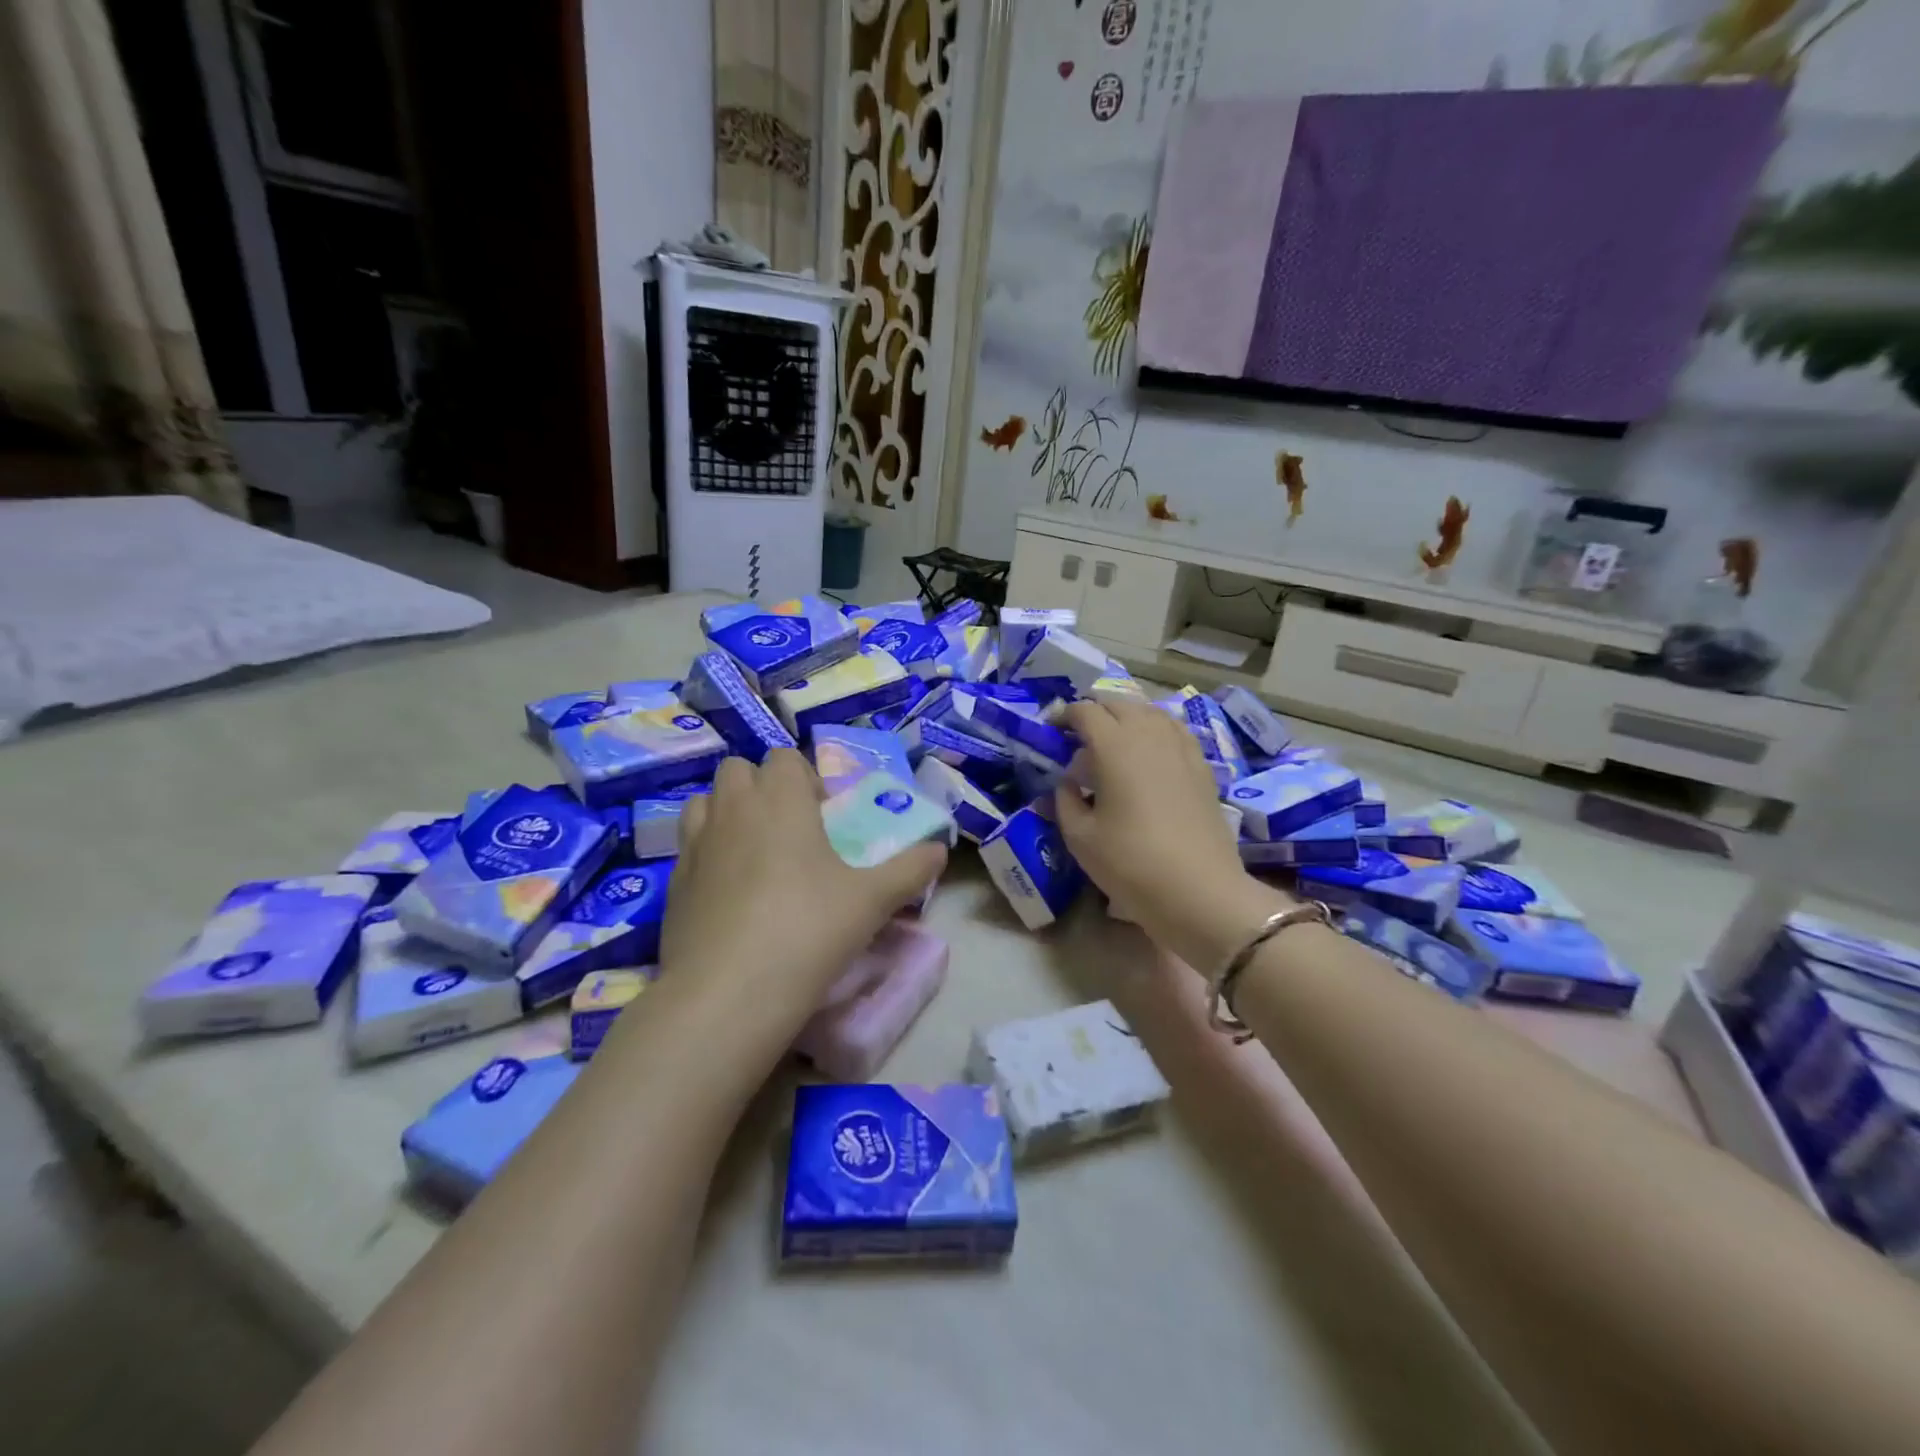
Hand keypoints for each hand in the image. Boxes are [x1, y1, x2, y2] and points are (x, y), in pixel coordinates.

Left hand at [661, 750, 946, 1030]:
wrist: (728, 993)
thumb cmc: (808, 929)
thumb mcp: (872, 901)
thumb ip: (910, 870)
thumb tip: (941, 850)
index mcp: (780, 799)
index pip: (783, 758)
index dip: (803, 778)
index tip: (822, 815)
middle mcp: (732, 809)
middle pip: (738, 770)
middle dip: (762, 787)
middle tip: (789, 830)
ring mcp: (695, 844)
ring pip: (705, 803)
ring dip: (728, 813)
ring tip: (754, 854)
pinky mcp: (672, 883)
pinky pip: (689, 848)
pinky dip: (708, 854)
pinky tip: (729, 895)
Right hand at [1055, 698, 1288, 969]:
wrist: (1200, 890)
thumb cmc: (1131, 862)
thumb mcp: (1080, 837)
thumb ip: (1065, 801)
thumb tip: (1066, 783)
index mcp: (1114, 745)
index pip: (1085, 711)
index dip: (1064, 715)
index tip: (1051, 729)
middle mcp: (1149, 734)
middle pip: (1119, 704)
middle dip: (1095, 711)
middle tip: (1078, 734)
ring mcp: (1181, 748)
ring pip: (1150, 712)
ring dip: (1127, 717)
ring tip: (1114, 740)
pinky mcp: (1202, 766)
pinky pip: (1175, 731)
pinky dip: (1156, 730)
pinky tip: (1150, 753)